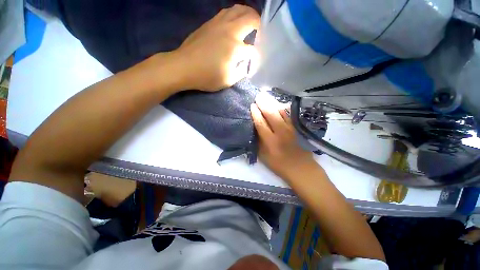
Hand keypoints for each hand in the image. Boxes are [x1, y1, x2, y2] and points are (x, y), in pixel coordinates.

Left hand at [173, 5, 259, 91]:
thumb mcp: (228, 80)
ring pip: (238, 9)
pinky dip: (235, 15)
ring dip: (247, 14)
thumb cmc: (206, 77)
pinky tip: (234, 24)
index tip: (256, 60)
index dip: (257, 55)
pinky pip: (226, 12)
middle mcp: (229, 30)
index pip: (253, 48)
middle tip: (259, 34)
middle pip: (250, 17)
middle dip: (259, 25)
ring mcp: (218, 24)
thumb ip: (241, 71)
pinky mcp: (210, 23)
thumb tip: (246, 63)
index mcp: (235, 47)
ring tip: (249, 25)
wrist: (183, 67)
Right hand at [251, 93, 318, 180]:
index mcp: (270, 141)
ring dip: (272, 103)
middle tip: (258, 95)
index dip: (256, 113)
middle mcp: (280, 133)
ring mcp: (290, 129)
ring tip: (266, 96)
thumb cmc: (278, 164)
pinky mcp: (296, 128)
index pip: (261, 123)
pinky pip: (288, 115)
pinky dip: (282, 108)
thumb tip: (254, 128)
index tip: (252, 105)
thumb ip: (258, 142)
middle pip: (271, 114)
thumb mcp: (263, 156)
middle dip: (264, 104)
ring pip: (280, 112)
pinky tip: (277, 103)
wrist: (300, 168)